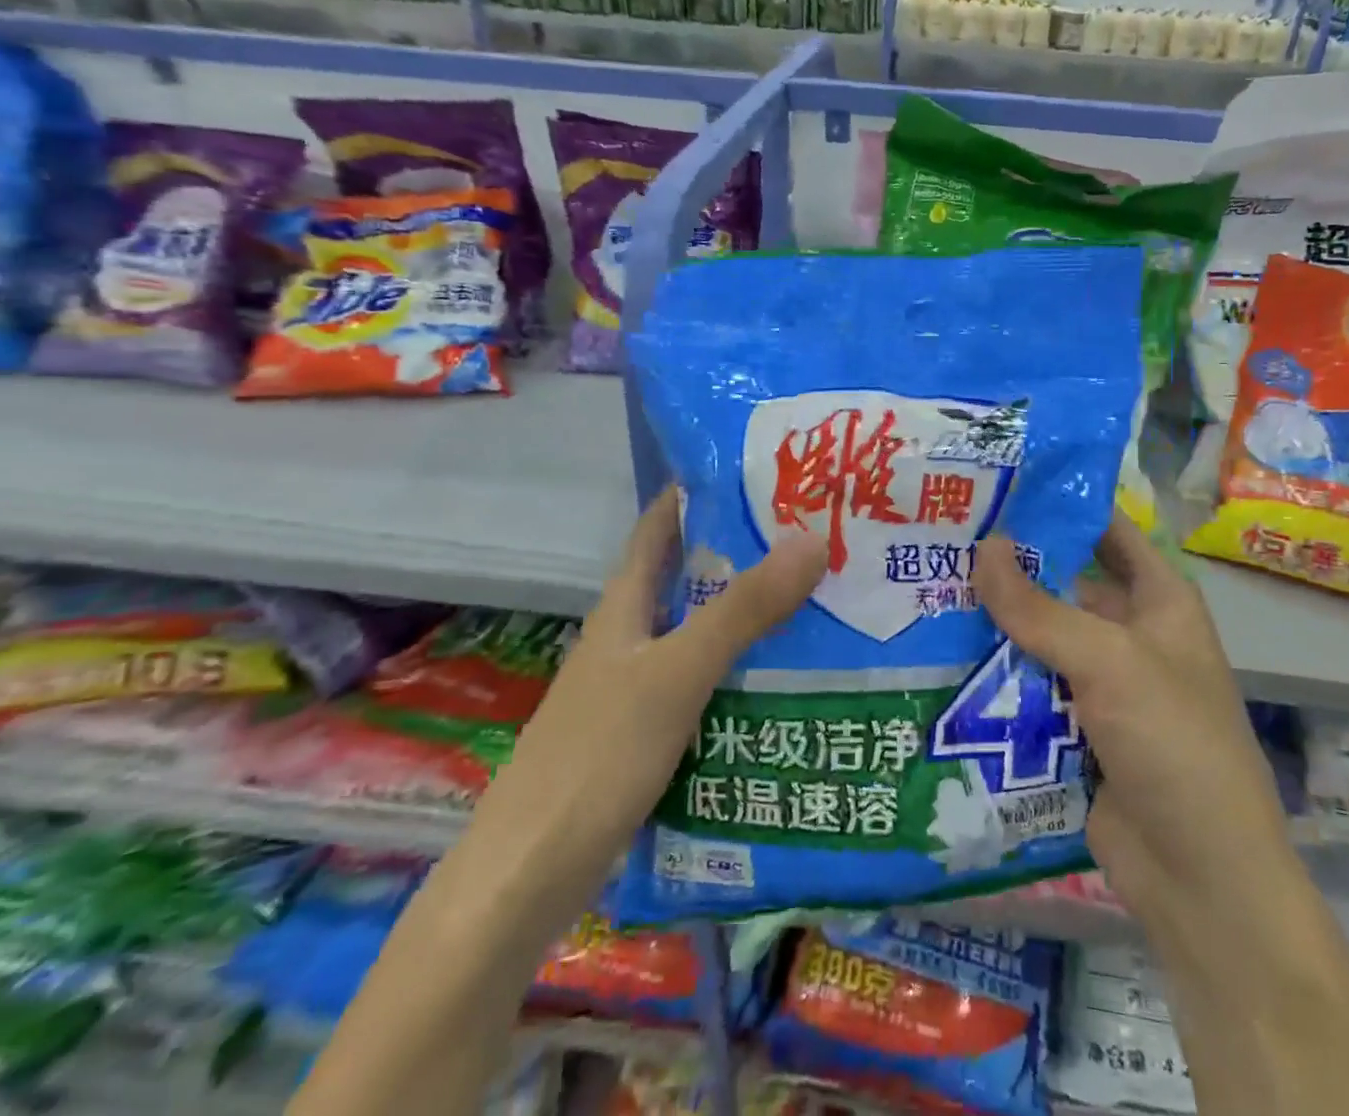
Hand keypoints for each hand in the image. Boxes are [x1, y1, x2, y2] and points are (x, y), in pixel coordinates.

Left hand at [483, 486, 827, 893]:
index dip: (702, 491)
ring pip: (702, 633)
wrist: (529, 876)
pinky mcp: (649, 734)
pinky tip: (787, 680)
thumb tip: (812, 538)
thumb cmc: (598, 755)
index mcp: (625, 604)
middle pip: (691, 577)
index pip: (661, 524)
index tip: (763, 471)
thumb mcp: (677, 672)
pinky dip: (742, 672)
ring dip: (750, 616)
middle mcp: (631, 635)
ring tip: (820, 600)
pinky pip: (706, 684)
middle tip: (816, 536)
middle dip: (746, 554)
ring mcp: (638, 686)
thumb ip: (744, 609)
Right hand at [971, 514, 1286, 929]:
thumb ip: (1040, 607)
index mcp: (1157, 601)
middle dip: (1008, 567)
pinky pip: (1025, 686)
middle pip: (1061, 584)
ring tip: (922, 586)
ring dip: (992, 622)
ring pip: (1036, 637)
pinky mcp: (1071, 728)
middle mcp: (1129, 633)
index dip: (1060, 504)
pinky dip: (991, 673)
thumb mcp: (1110, 662)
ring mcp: (1099, 684)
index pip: (1106, 531)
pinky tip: (936, 653)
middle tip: (940, 537)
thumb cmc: (1173, 744)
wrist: (1200, 879)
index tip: (996, 483)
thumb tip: (983, 546)